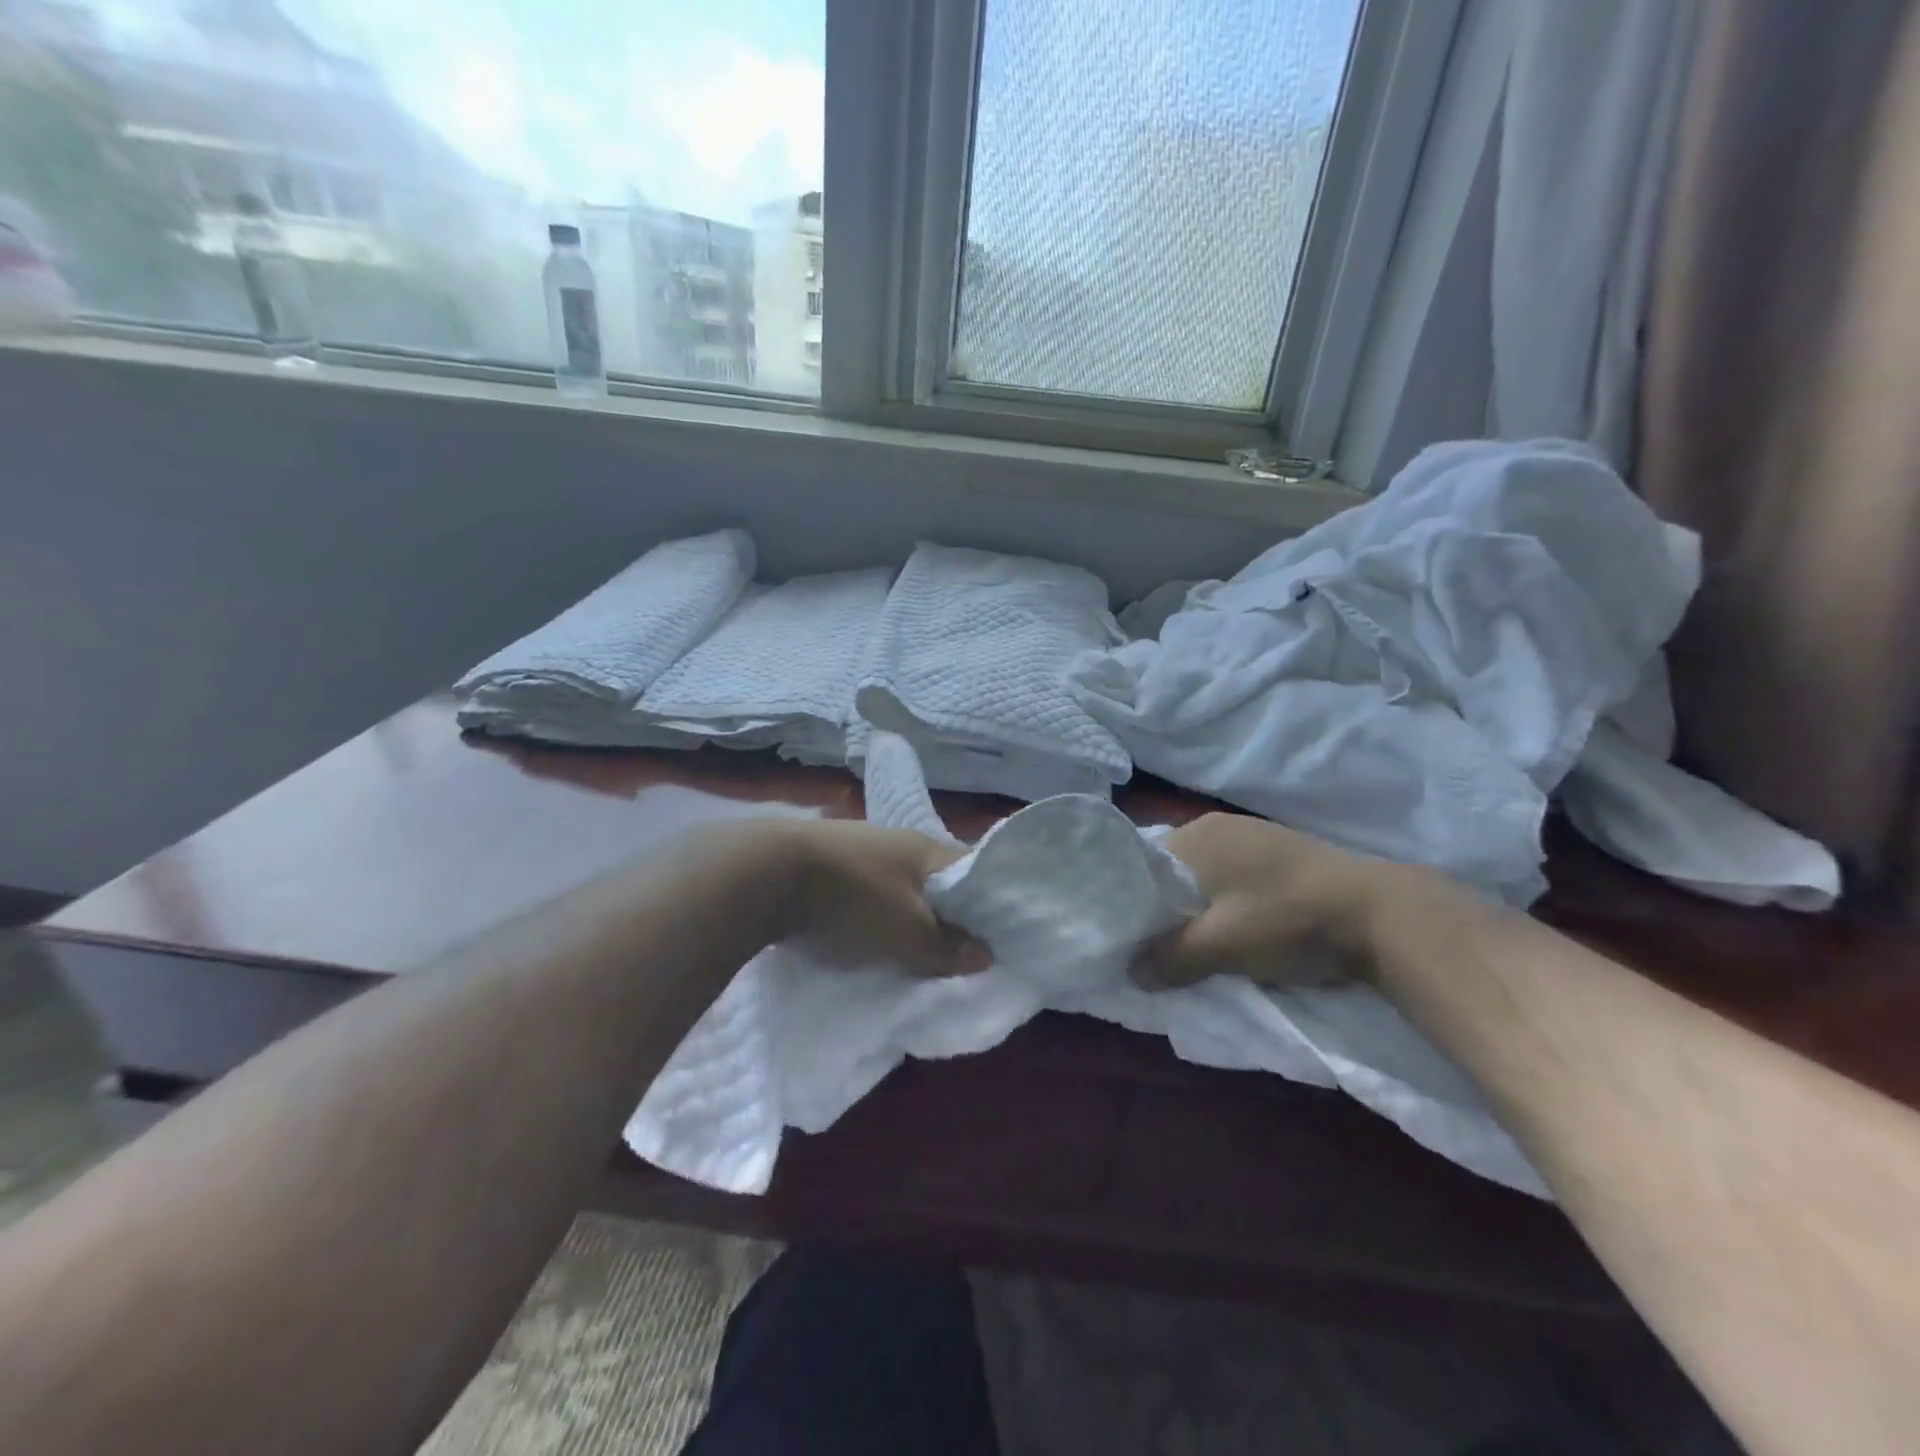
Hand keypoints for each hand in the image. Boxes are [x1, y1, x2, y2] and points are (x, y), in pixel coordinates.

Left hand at [777, 821, 992, 978]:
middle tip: (958, 952)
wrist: (770, 872)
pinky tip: (872, 935)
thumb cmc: (854, 896)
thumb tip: (985, 955)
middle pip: (936, 881)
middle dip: (947, 914)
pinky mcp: (831, 866)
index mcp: (927, 848)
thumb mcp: (908, 931)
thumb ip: (947, 947)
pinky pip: (869, 893)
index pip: (973, 870)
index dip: (989, 901)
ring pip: (901, 888)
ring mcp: (862, 850)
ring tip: (915, 950)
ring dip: (909, 916)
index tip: (998, 935)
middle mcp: (898, 842)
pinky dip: (877, 915)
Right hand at [1139, 812, 1397, 988]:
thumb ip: (1170, 958)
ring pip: (1204, 874)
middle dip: (1166, 907)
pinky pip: (1233, 874)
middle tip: (1163, 946)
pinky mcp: (1280, 849)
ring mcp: (1252, 834)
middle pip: (1172, 871)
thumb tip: (1132, 972)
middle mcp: (1216, 825)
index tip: (1131, 937)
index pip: (1141, 866)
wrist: (1379, 913)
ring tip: (1201, 941)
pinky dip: (1226, 899)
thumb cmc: (1285, 920)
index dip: (1133, 902)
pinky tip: (1238, 924)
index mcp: (1194, 835)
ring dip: (1198, 905)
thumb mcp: (1220, 947)